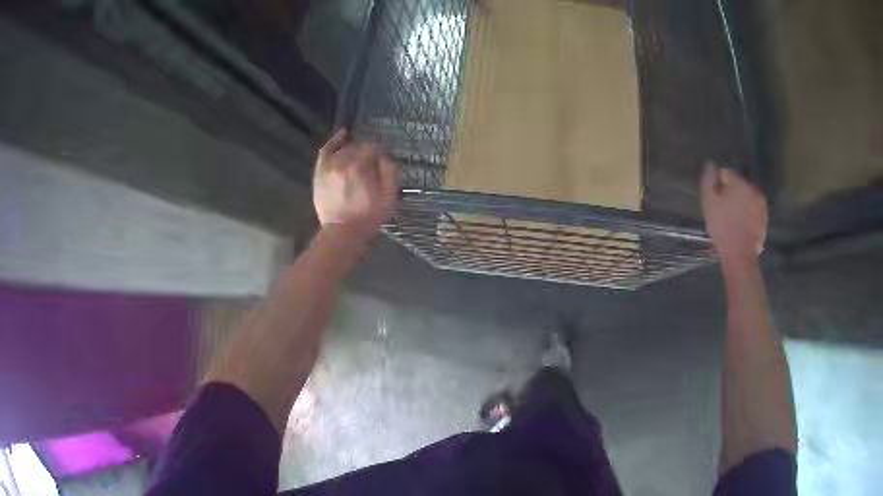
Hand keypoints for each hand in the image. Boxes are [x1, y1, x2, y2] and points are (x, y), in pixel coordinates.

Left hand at [313, 129, 398, 237]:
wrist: (343, 232)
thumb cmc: (368, 215)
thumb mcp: (389, 196)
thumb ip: (389, 171)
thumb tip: (384, 157)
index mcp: (360, 166)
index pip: (372, 148)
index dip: (379, 153)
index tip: (383, 161)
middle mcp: (342, 162)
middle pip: (358, 147)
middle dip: (367, 152)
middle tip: (372, 164)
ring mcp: (328, 166)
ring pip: (344, 149)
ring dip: (353, 150)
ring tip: (360, 157)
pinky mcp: (320, 172)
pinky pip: (326, 151)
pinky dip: (334, 141)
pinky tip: (343, 134)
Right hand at [700, 163, 767, 265]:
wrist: (740, 255)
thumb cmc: (723, 227)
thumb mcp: (709, 202)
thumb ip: (708, 180)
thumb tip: (711, 165)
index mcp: (740, 182)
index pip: (726, 173)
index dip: (718, 185)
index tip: (714, 199)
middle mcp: (753, 189)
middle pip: (738, 185)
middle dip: (731, 193)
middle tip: (723, 210)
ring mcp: (761, 205)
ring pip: (747, 198)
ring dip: (740, 204)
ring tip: (732, 219)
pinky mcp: (764, 219)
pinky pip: (753, 210)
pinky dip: (748, 214)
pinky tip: (741, 226)